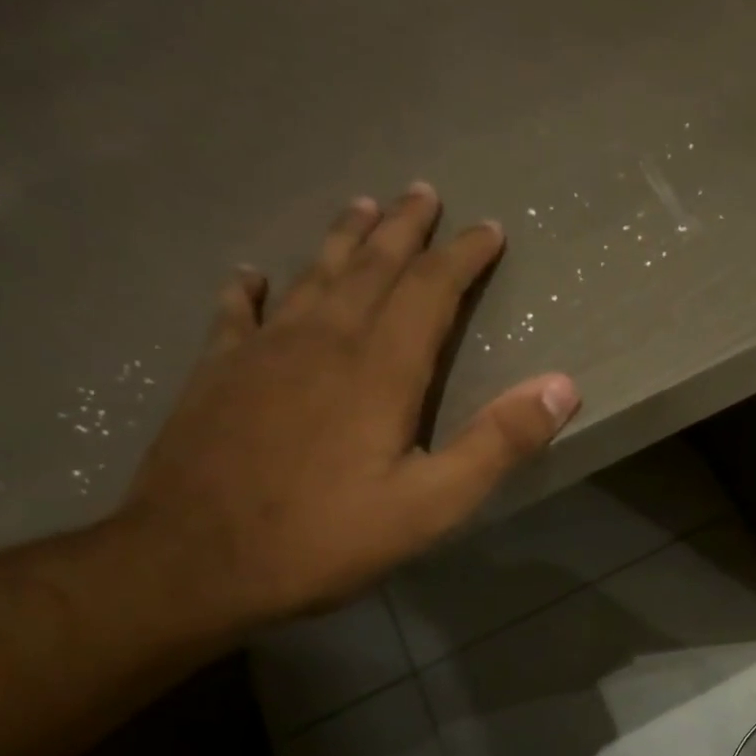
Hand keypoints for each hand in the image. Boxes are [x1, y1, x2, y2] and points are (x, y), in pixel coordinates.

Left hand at [118, 186, 580, 621]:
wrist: (193, 563)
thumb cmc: (325, 538)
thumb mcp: (432, 504)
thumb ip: (498, 443)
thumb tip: (562, 386)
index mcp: (379, 370)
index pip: (430, 292)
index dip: (462, 257)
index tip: (489, 229)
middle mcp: (322, 342)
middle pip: (370, 268)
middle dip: (404, 230)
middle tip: (423, 192)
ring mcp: (262, 353)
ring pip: (311, 277)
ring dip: (342, 240)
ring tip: (362, 207)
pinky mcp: (216, 374)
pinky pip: (236, 314)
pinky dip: (249, 289)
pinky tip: (250, 274)